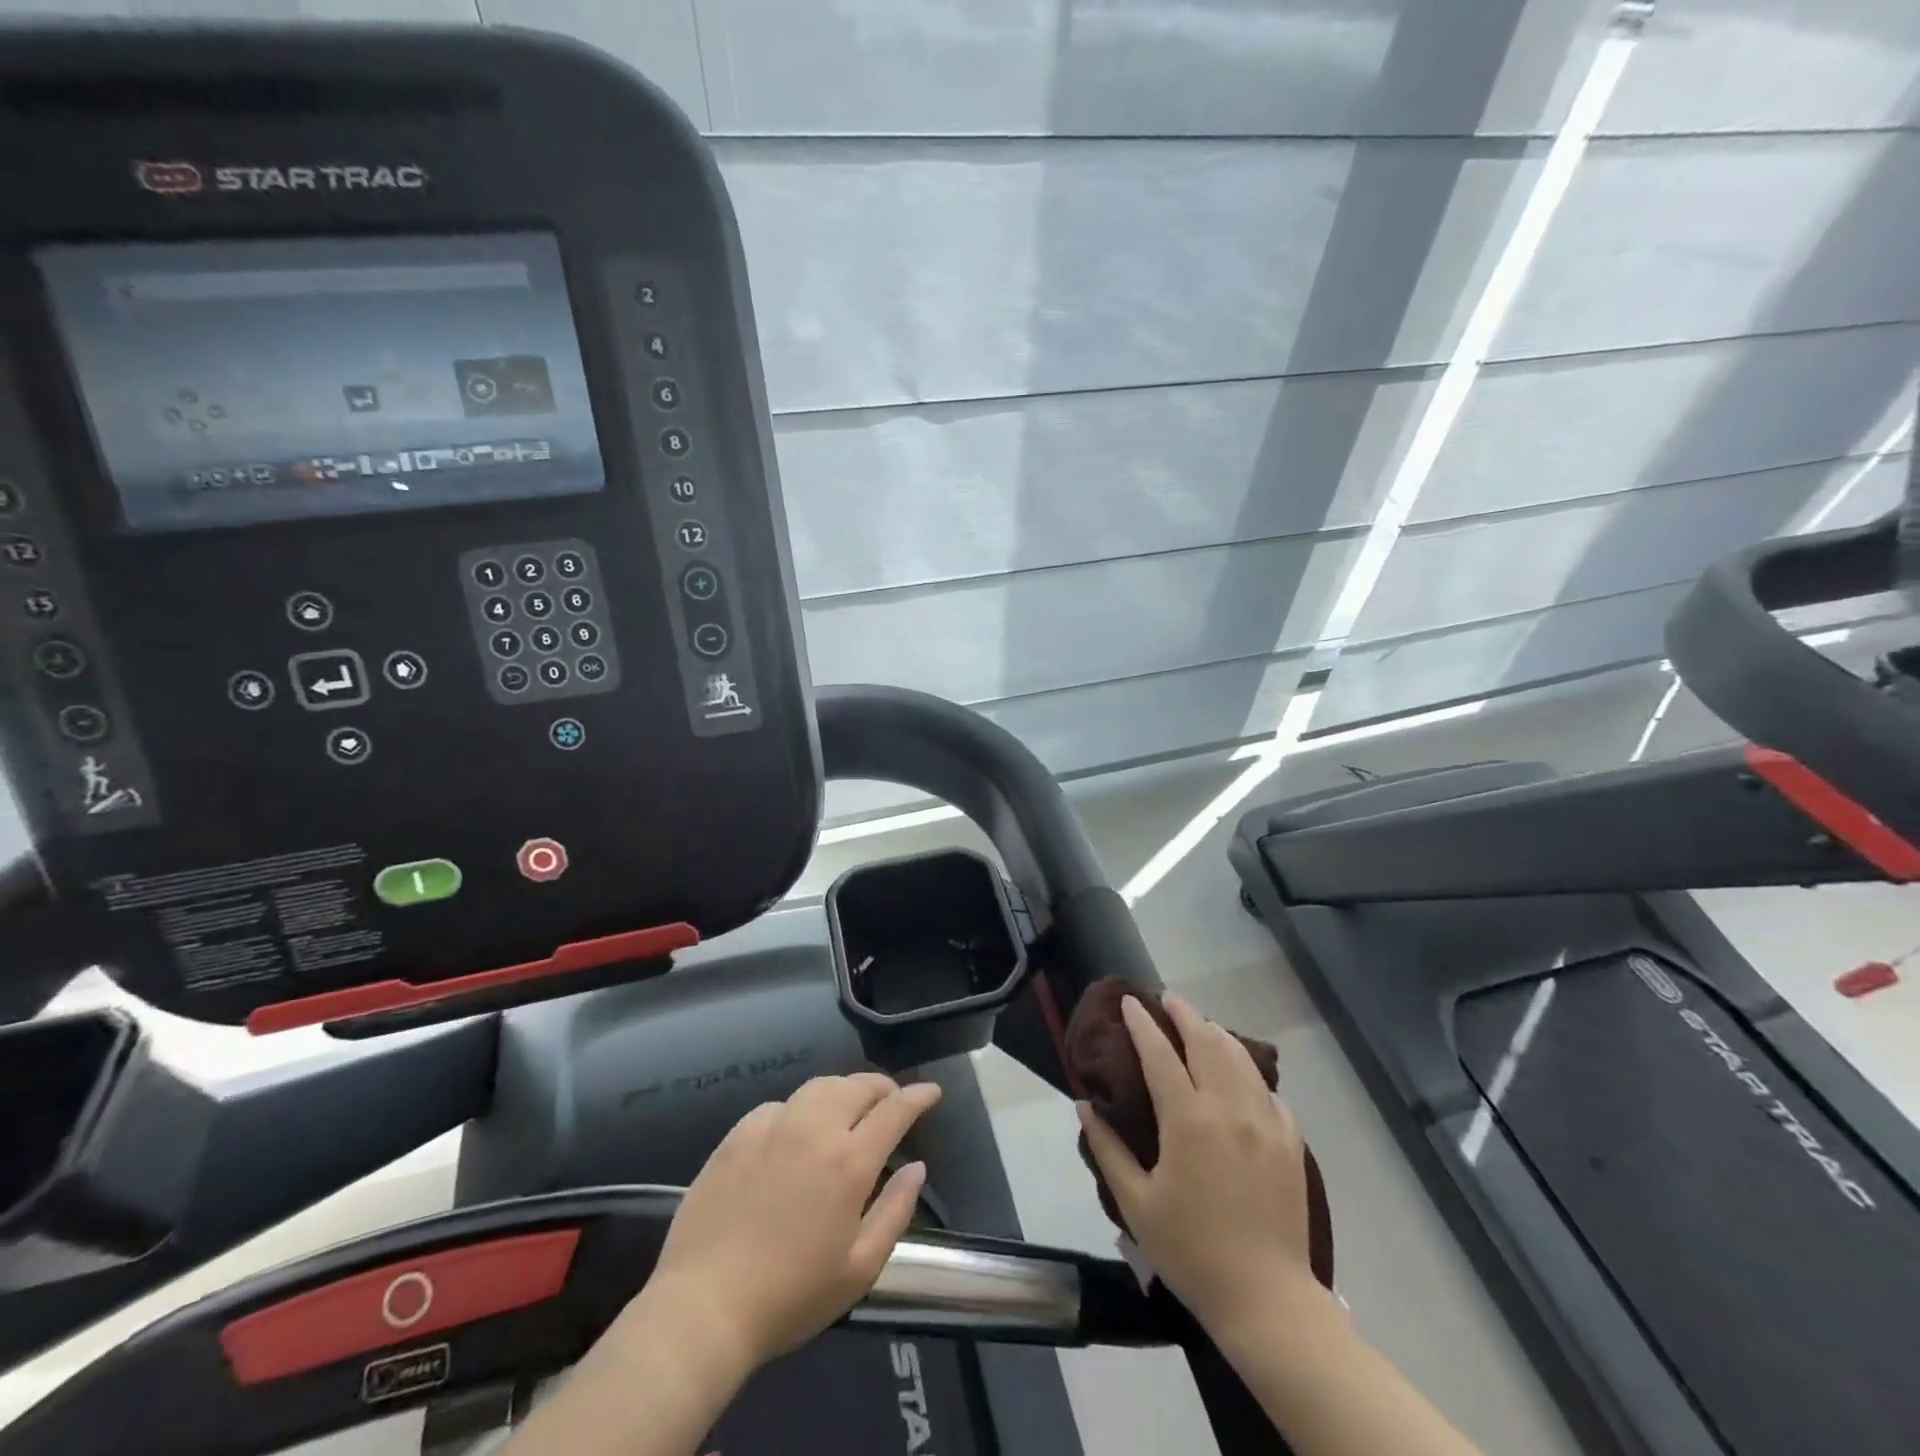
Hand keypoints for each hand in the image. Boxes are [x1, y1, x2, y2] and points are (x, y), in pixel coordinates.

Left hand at [641, 1073, 942, 1370]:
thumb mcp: (859, 1269)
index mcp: (849, 1161)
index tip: (931, 1092)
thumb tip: (916, 1168)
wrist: (704, 1306)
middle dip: (882, 1087)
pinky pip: (780, 1105)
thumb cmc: (791, 1297)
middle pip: (857, 1086)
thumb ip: (895, 1211)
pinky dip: (800, 1108)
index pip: (894, 1110)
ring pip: (819, 1087)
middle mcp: (815, 1129)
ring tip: (849, 1107)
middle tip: (891, 1100)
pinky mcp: (738, 1134)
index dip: (917, 1096)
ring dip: (843, 1090)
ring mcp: (773, 1125)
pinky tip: (796, 1130)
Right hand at [1078, 994, 1317, 1334]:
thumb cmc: (1191, 1251)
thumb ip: (1107, 1148)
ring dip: (1217, 1033)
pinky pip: (1268, 1089)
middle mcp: (1228, 1107)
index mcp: (1188, 1120)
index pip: (1159, 1053)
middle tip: (1167, 999)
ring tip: (1201, 1025)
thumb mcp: (1136, 1203)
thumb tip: (1083, 1104)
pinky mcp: (1290, 1139)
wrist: (1266, 1298)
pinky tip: (1240, 1074)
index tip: (1129, 1001)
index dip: (1142, 1023)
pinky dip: (1249, 1070)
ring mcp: (1265, 1120)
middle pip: (1206, 1041)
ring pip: (1240, 1057)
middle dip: (1184, 1013)